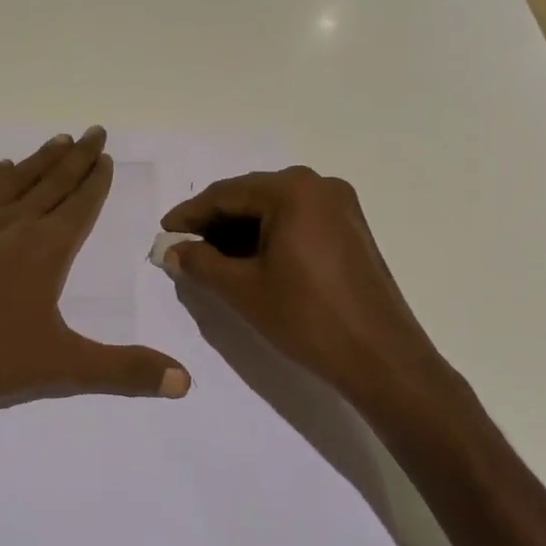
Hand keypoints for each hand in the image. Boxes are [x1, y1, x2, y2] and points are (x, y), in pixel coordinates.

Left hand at [0, 127, 190, 416]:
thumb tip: (185, 381)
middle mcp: (13, 222)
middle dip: (77, 157)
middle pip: (53, 181)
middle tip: (94, 131)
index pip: (80, 204)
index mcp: (46, 248)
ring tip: (58, 140)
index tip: (106, 156)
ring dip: (39, 160)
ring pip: (15, 180)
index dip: (96, 180)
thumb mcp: (60, 367)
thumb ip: (122, 371)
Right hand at [158, 167, 447, 410]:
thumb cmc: (307, 318)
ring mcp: (340, 206)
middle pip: (251, 197)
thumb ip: (201, 263)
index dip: (190, 215)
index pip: (226, 194)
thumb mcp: (243, 290)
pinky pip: (297, 221)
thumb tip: (171, 250)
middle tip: (184, 248)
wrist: (382, 359)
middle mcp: (319, 185)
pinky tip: (248, 261)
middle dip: (215, 223)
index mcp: (292, 190)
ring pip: (274, 210)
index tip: (164, 233)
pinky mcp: (351, 229)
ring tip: (210, 259)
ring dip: (241, 231)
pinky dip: (269, 237)